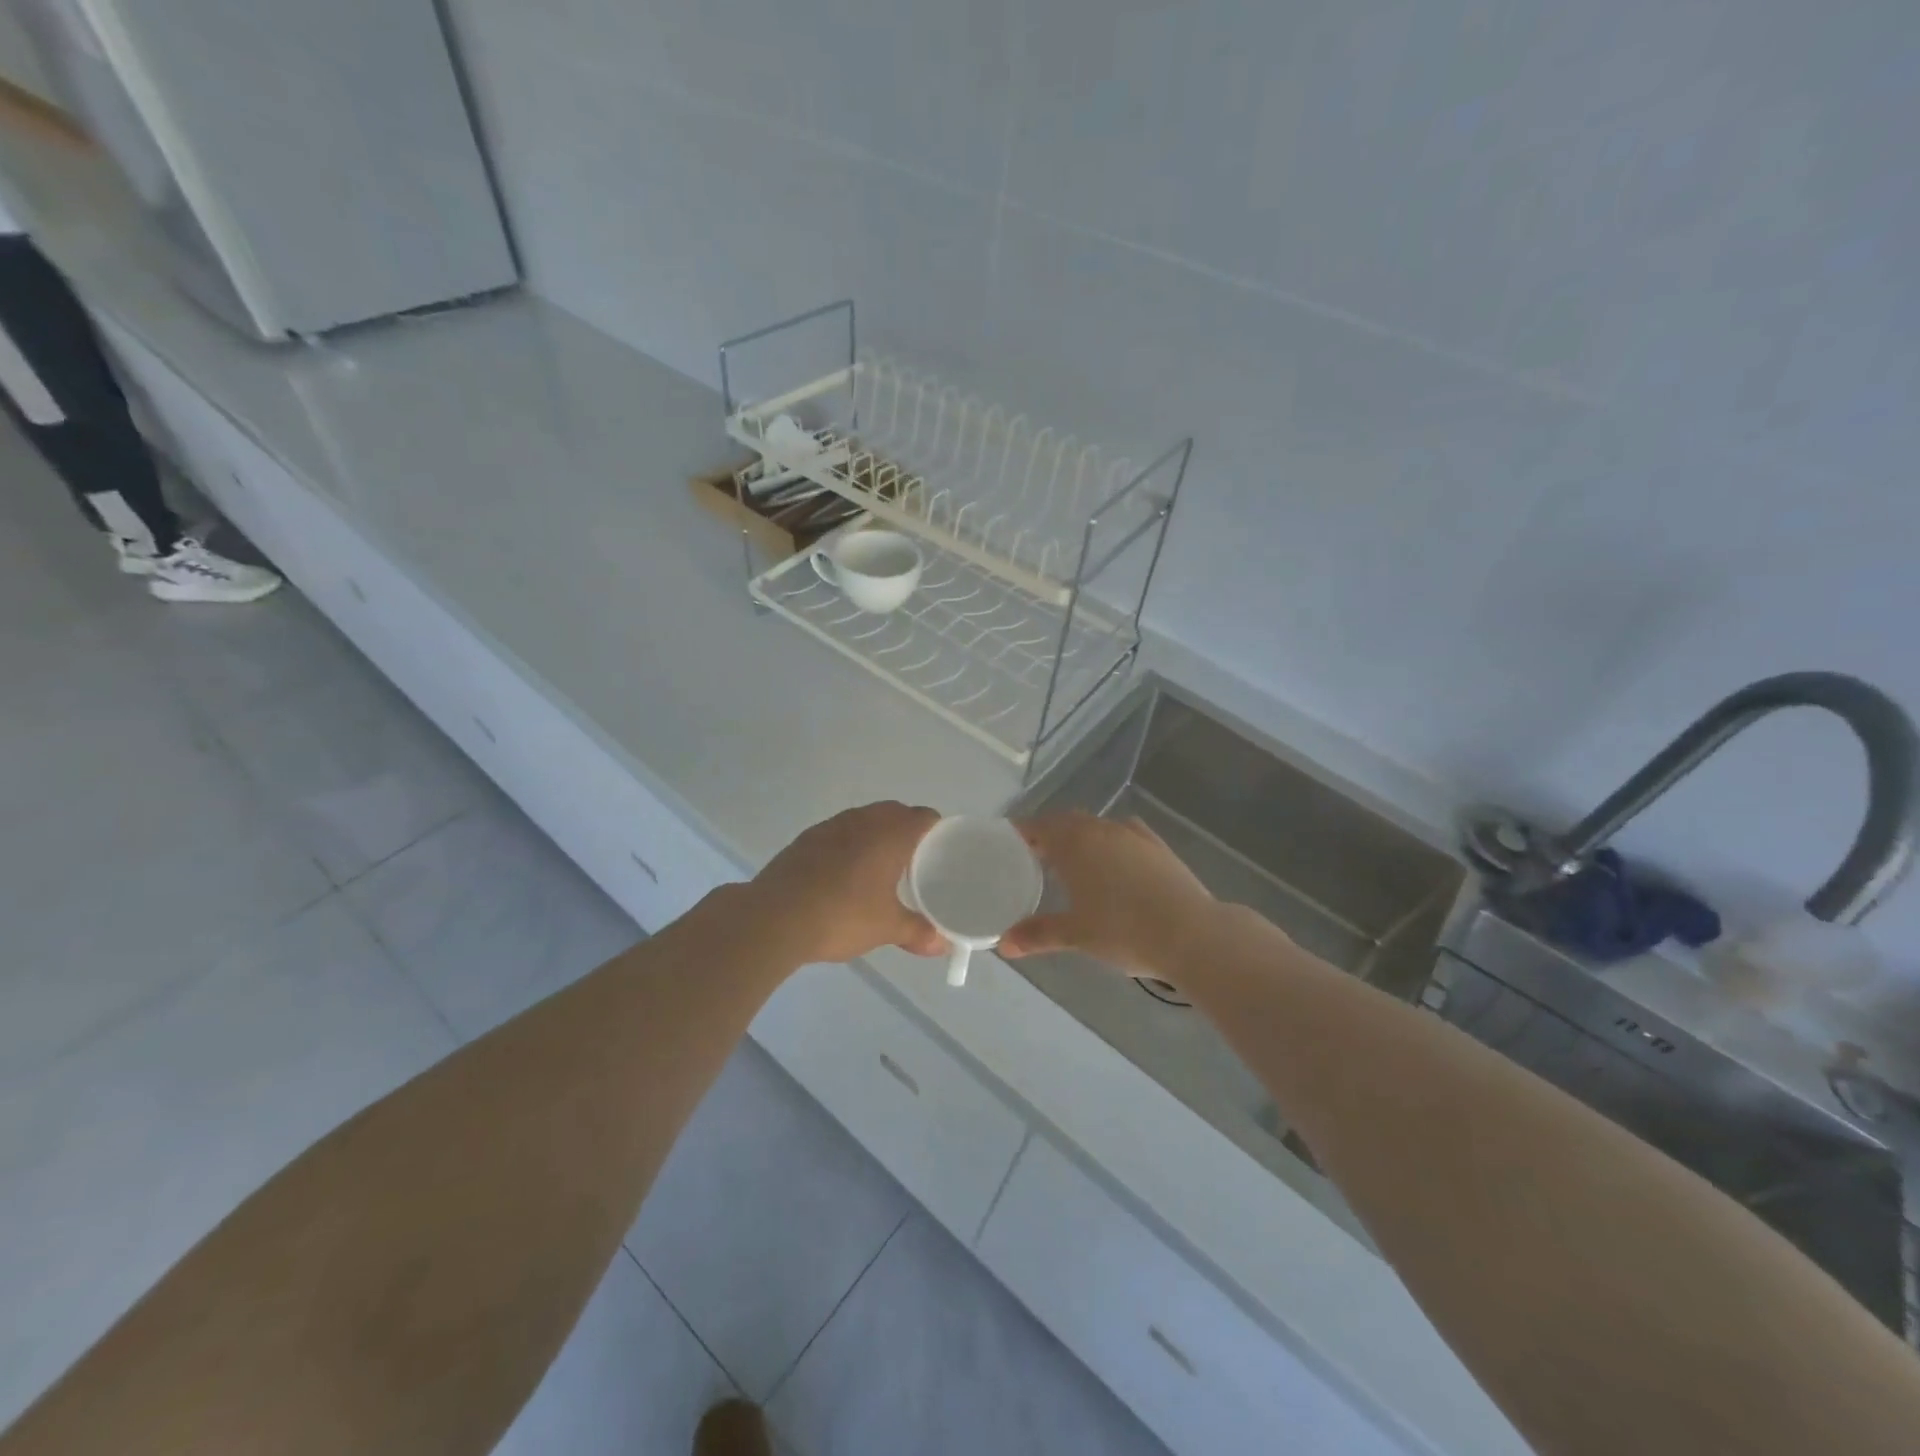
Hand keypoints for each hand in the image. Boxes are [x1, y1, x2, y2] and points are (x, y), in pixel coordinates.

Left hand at [748, 802, 944, 963]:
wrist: (774, 918)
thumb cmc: (842, 915)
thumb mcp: (886, 928)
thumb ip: (917, 932)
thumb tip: (942, 945)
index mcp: (890, 834)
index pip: (924, 817)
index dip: (936, 831)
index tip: (941, 853)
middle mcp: (862, 820)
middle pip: (894, 812)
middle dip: (906, 831)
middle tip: (914, 863)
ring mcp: (830, 826)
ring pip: (864, 820)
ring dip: (875, 835)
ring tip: (880, 868)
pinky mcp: (805, 839)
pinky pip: (838, 833)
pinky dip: (848, 845)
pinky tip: (844, 875)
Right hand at [999, 812, 1216, 976]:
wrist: (1192, 933)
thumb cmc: (1124, 930)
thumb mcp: (1076, 935)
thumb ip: (1037, 934)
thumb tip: (1003, 944)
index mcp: (1074, 843)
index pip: (1038, 826)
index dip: (1021, 833)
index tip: (1007, 844)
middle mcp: (1101, 829)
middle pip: (1067, 822)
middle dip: (1049, 835)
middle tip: (1035, 857)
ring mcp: (1134, 835)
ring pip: (1097, 827)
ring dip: (1080, 838)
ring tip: (1072, 864)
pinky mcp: (1158, 846)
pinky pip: (1124, 835)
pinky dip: (1110, 844)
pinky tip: (1115, 864)